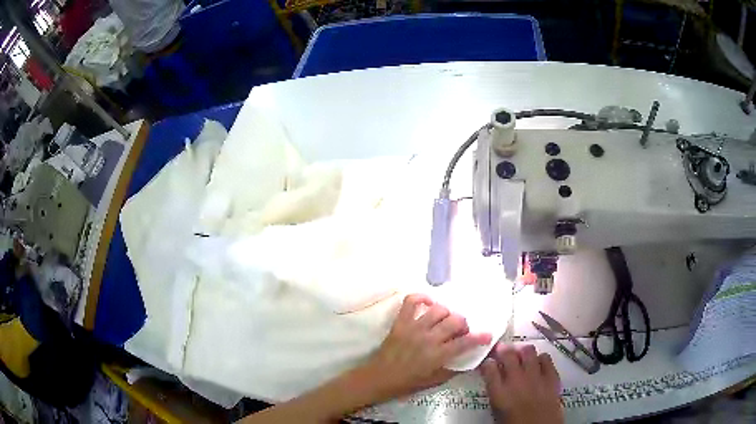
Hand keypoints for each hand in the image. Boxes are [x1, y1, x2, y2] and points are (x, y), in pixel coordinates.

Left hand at [363, 294, 491, 399]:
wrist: (379, 377)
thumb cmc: (408, 382)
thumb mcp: (435, 381)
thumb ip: (453, 370)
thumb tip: (469, 360)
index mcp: (437, 355)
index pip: (465, 342)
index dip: (480, 337)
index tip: (487, 335)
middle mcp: (428, 338)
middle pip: (455, 321)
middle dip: (463, 324)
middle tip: (460, 331)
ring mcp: (413, 327)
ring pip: (438, 310)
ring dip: (447, 314)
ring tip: (445, 321)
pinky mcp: (400, 322)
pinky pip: (411, 301)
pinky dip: (422, 298)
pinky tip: (428, 304)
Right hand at [481, 344, 562, 423]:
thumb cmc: (514, 423)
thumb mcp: (498, 410)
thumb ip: (496, 392)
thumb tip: (495, 380)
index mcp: (499, 392)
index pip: (489, 367)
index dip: (487, 362)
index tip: (488, 362)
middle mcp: (516, 379)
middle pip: (508, 354)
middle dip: (504, 350)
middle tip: (503, 351)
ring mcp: (535, 376)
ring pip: (528, 351)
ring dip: (523, 352)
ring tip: (522, 356)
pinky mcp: (551, 376)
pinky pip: (546, 358)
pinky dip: (541, 358)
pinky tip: (539, 363)